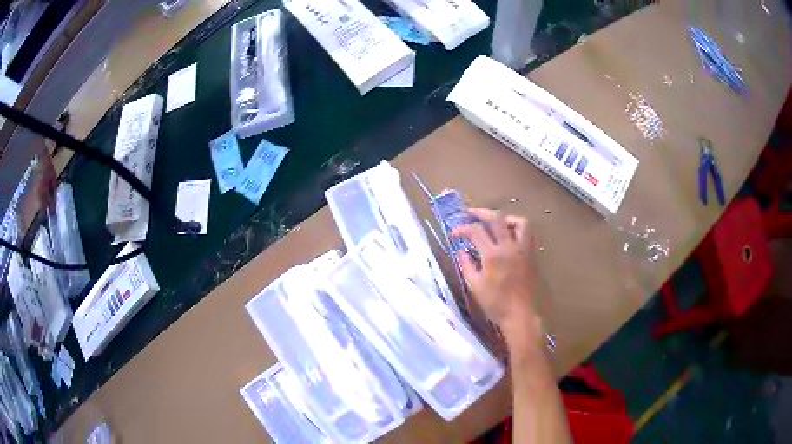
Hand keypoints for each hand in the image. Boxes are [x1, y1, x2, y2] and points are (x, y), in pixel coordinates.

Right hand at [451, 208, 541, 347]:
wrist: (520, 314)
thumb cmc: (495, 303)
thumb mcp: (475, 286)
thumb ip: (467, 265)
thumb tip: (461, 251)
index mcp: (493, 255)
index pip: (476, 231)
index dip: (462, 229)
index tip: (454, 234)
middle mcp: (509, 247)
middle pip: (496, 218)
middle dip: (481, 212)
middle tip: (470, 213)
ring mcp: (523, 249)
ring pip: (519, 221)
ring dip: (505, 218)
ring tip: (495, 223)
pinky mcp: (531, 254)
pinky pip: (527, 233)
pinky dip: (517, 229)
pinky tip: (509, 236)